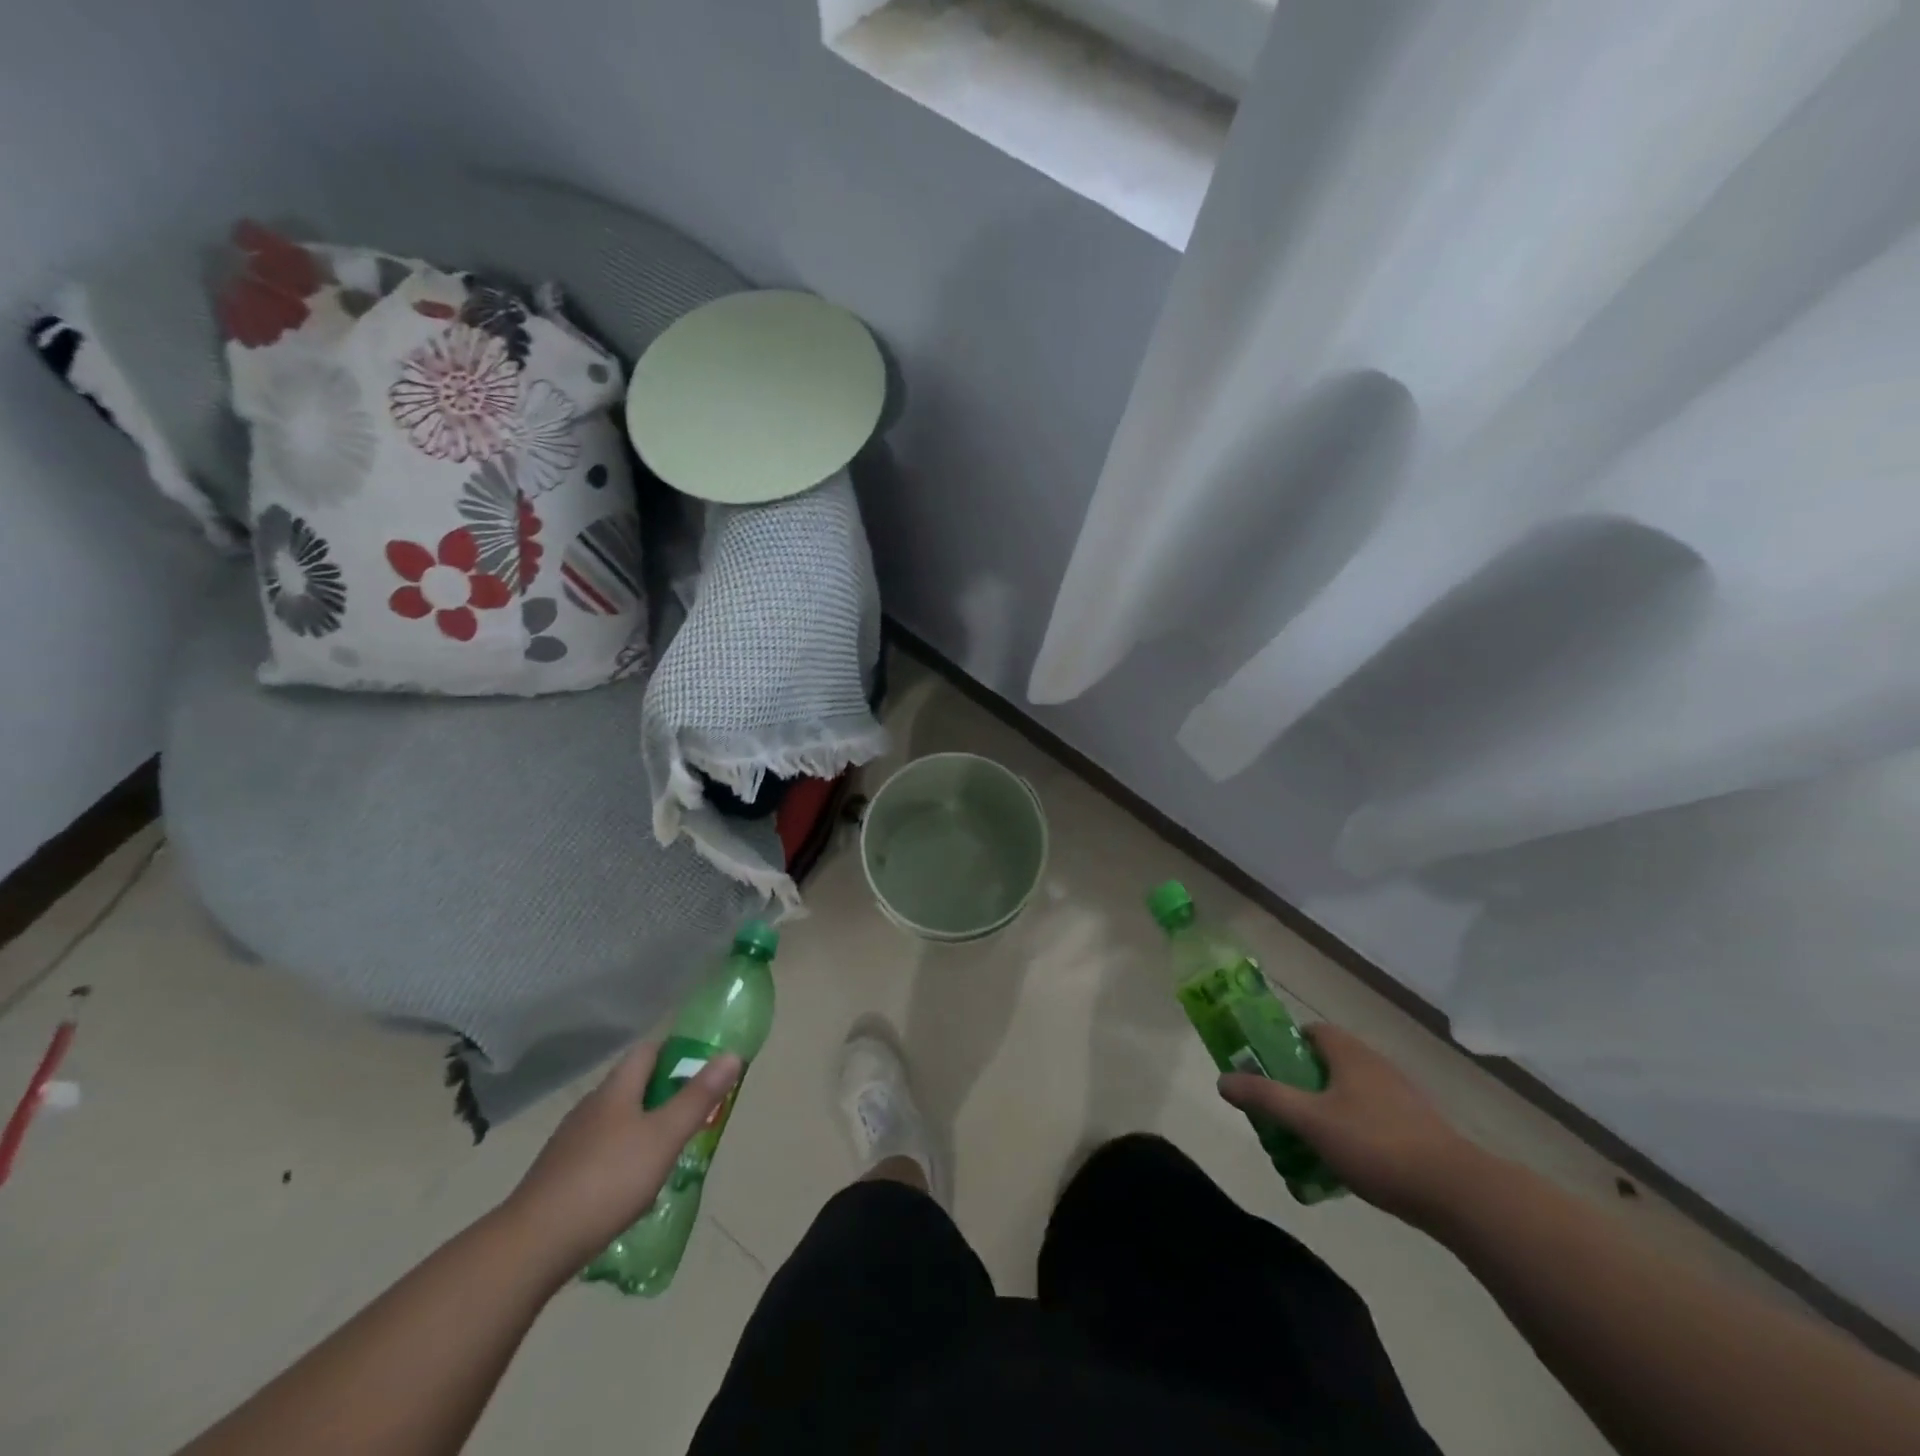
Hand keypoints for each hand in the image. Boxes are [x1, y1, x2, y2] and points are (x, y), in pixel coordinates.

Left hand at [500, 1039, 741, 1276]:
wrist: (532, 1245)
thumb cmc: (607, 1180)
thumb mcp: (664, 1137)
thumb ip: (698, 1097)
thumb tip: (731, 1053)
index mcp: (616, 1090)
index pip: (648, 1051)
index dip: (676, 1050)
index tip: (703, 1064)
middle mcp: (591, 1107)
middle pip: (633, 1085)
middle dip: (665, 1092)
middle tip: (696, 1111)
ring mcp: (570, 1143)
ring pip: (617, 1120)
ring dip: (644, 1126)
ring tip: (670, 1150)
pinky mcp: (559, 1177)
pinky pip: (601, 1153)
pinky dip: (623, 1157)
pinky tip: (632, 1186)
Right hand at [1218, 1024, 1478, 1225]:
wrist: (1456, 1191)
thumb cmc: (1375, 1143)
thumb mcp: (1310, 1121)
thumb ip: (1265, 1098)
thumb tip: (1222, 1080)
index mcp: (1350, 1053)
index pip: (1312, 1031)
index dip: (1286, 1045)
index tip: (1269, 1071)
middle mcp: (1375, 1065)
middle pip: (1329, 1063)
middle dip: (1302, 1083)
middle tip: (1282, 1111)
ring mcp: (1402, 1096)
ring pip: (1351, 1093)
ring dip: (1328, 1109)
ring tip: (1310, 1141)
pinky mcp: (1419, 1128)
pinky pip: (1373, 1117)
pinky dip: (1354, 1130)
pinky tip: (1348, 1162)